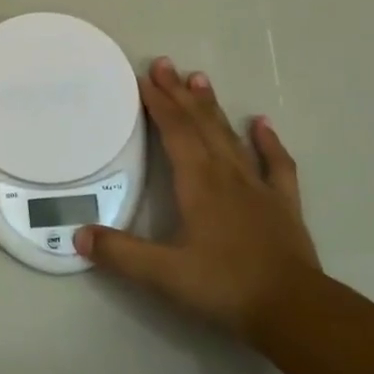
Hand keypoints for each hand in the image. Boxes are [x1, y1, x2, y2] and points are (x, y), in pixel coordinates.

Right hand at [75, 57, 318, 338]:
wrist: (294, 309)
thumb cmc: (225, 287)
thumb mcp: (164, 275)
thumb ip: (120, 254)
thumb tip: (79, 236)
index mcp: (198, 183)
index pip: (175, 132)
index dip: (158, 103)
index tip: (143, 78)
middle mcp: (227, 174)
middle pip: (200, 124)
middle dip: (179, 93)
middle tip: (164, 64)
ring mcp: (258, 186)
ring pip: (230, 136)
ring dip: (212, 107)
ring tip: (199, 78)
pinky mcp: (283, 203)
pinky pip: (275, 163)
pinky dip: (267, 141)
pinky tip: (260, 123)